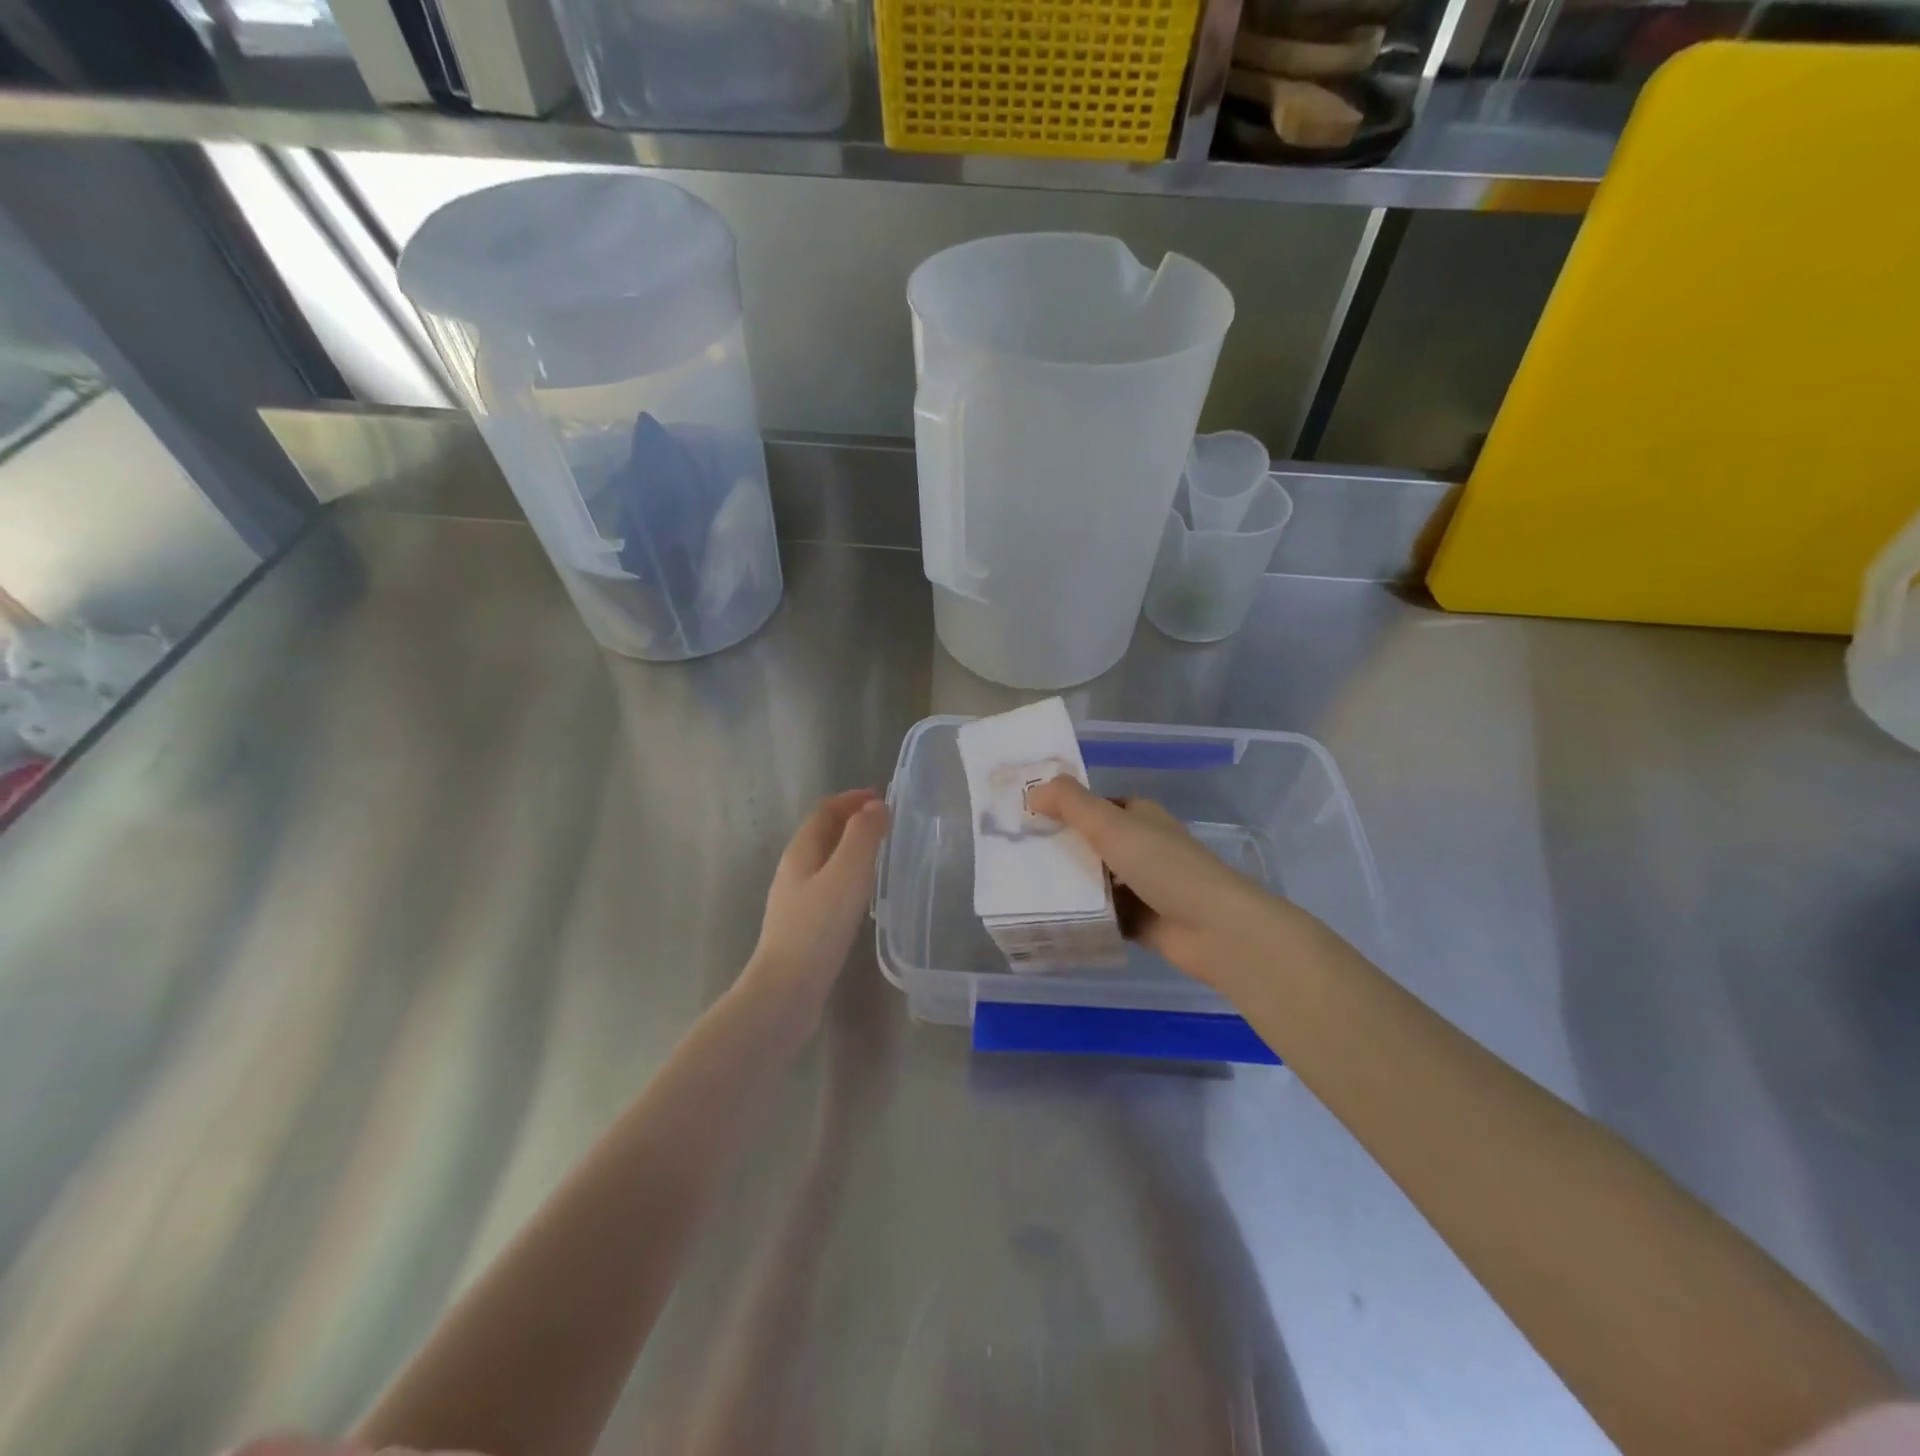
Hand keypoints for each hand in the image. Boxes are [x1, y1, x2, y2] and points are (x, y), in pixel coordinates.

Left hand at [741, 789, 889, 1022]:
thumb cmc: (817, 928)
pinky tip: (865, 895)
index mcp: (800, 852)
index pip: (824, 811)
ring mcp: (796, 901)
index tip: (883, 798)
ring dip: (852, 850)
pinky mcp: (804, 927)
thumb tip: (875, 806)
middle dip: (853, 822)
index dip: (852, 800)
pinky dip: (850, 877)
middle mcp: (794, 871)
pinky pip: (829, 887)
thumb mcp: (846, 874)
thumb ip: (863, 836)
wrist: (786, 992)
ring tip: (882, 854)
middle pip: (823, 834)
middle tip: (888, 824)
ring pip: (826, 862)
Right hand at [1026, 776, 1330, 993]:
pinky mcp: (1141, 920)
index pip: (1094, 807)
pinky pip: (1103, 914)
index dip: (1064, 810)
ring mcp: (1143, 886)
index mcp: (1140, 817)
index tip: (1026, 819)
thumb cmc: (1164, 867)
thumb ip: (1071, 803)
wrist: (1214, 929)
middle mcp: (1142, 846)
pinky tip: (1051, 918)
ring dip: (1069, 885)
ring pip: (1096, 881)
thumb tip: (1033, 789)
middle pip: (1092, 844)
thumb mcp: (1112, 825)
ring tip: (1024, 888)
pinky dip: (1083, 916)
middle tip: (1016, 858)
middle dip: (1060, 850)